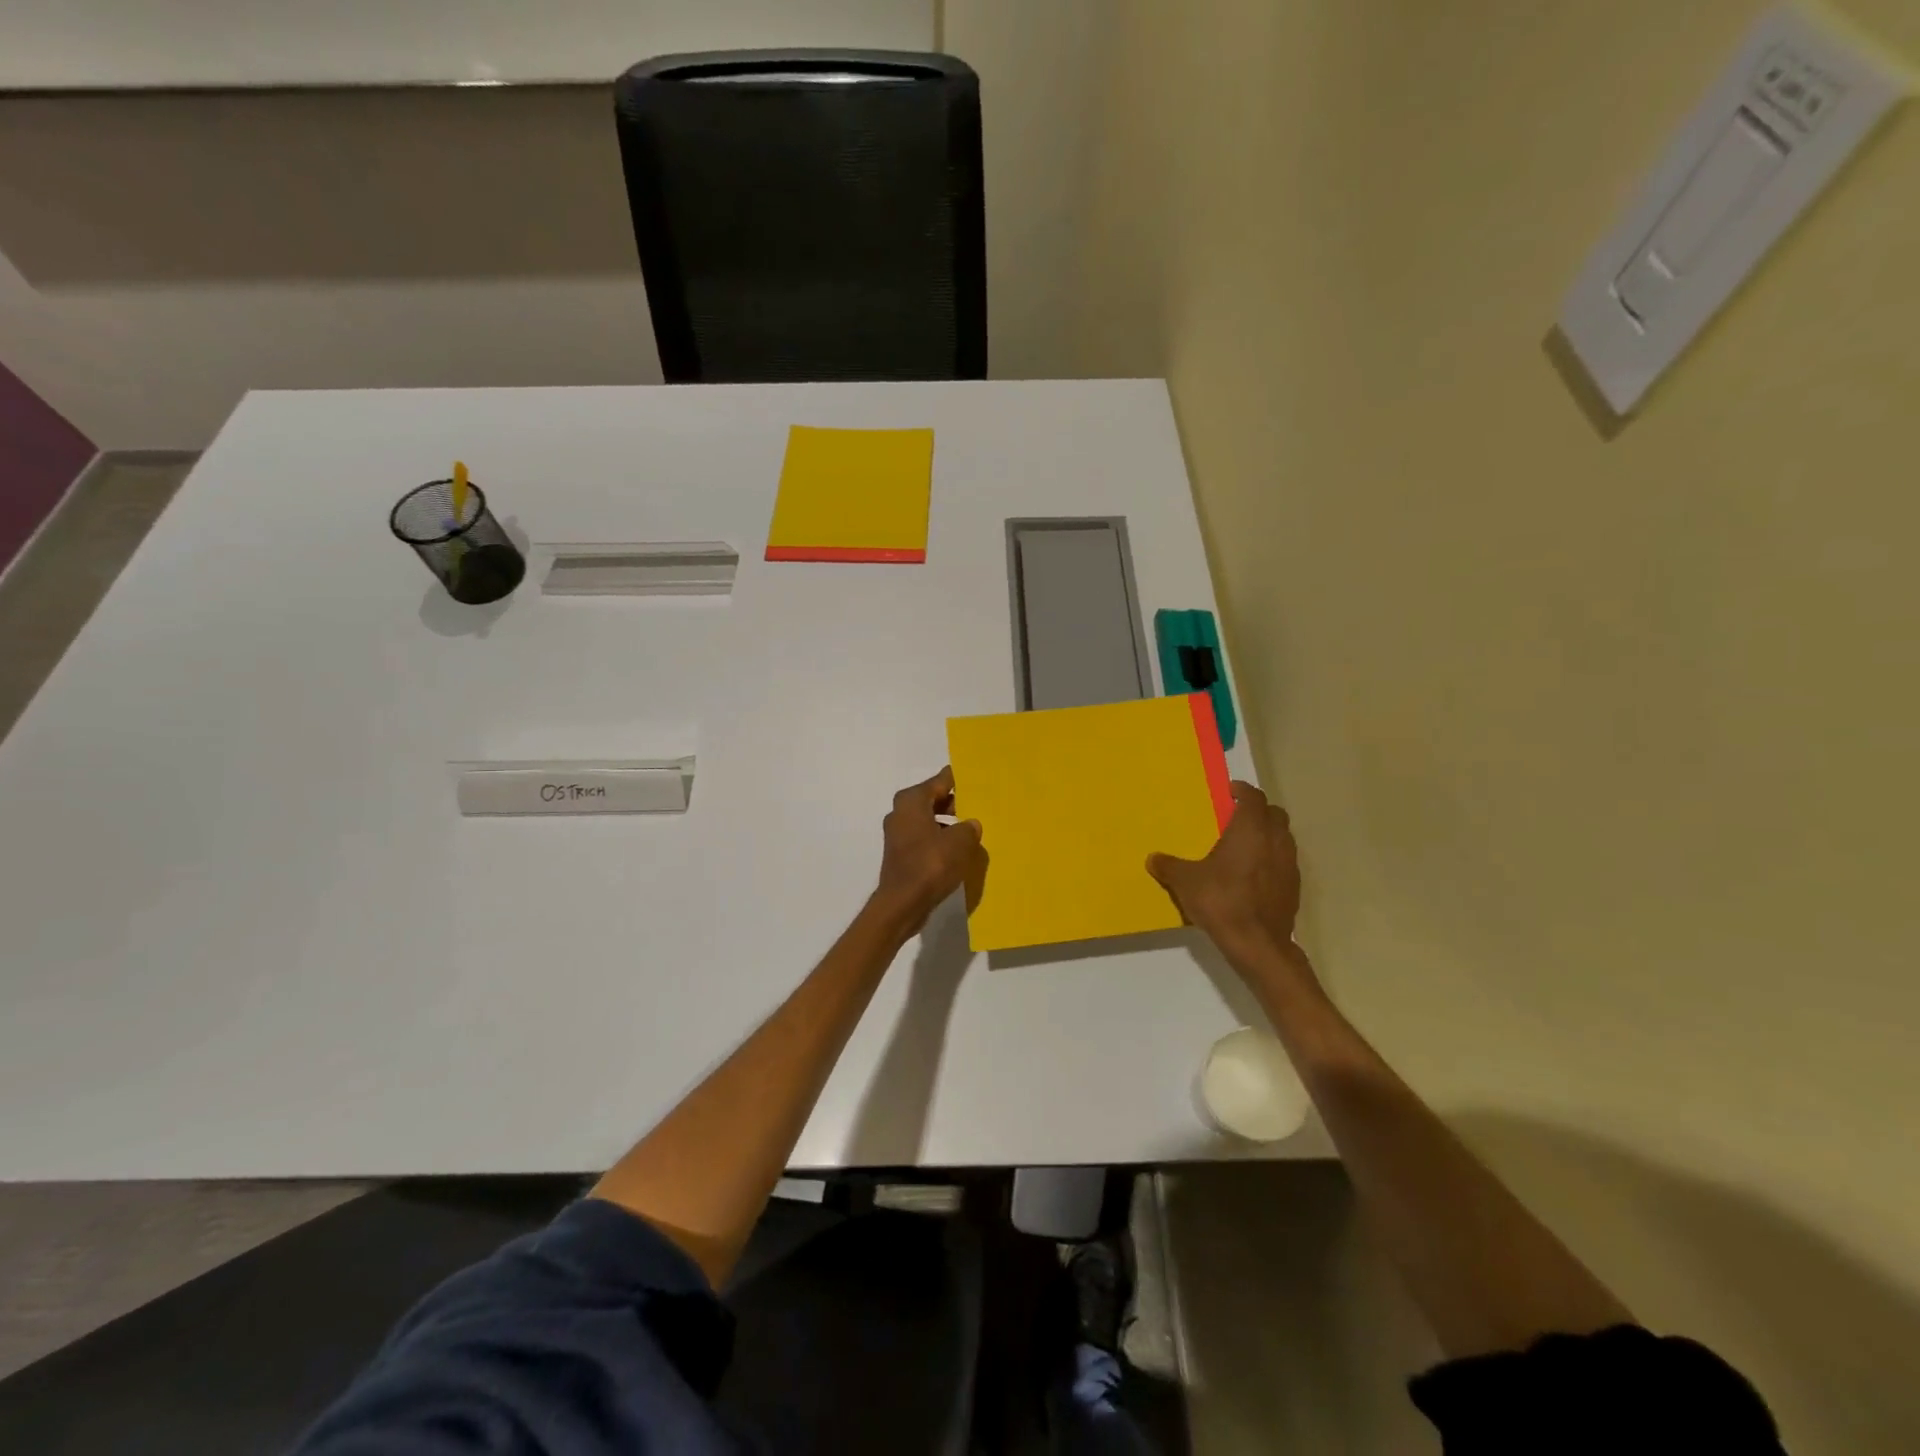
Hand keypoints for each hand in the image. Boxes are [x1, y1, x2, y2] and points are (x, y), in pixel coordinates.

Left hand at [870, 767, 986, 937]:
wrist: (903, 903)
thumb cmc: (931, 864)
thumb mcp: (960, 842)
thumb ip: (969, 827)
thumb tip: (970, 824)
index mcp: (912, 801)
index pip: (940, 781)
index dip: (958, 780)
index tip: (975, 778)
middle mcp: (900, 812)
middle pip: (932, 799)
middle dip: (954, 803)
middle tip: (978, 806)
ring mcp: (897, 834)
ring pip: (928, 820)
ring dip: (947, 824)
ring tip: (971, 831)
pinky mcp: (900, 854)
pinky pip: (924, 838)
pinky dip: (939, 840)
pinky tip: (957, 852)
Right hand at [1148, 781, 1300, 957]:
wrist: (1258, 944)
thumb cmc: (1221, 901)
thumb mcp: (1185, 882)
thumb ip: (1169, 866)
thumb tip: (1153, 858)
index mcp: (1250, 829)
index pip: (1253, 798)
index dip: (1242, 791)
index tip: (1229, 791)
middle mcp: (1275, 840)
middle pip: (1273, 814)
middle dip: (1257, 811)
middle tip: (1235, 818)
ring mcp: (1289, 864)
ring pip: (1282, 837)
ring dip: (1266, 835)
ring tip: (1243, 846)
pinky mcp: (1294, 887)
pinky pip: (1284, 861)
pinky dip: (1271, 859)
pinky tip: (1252, 874)